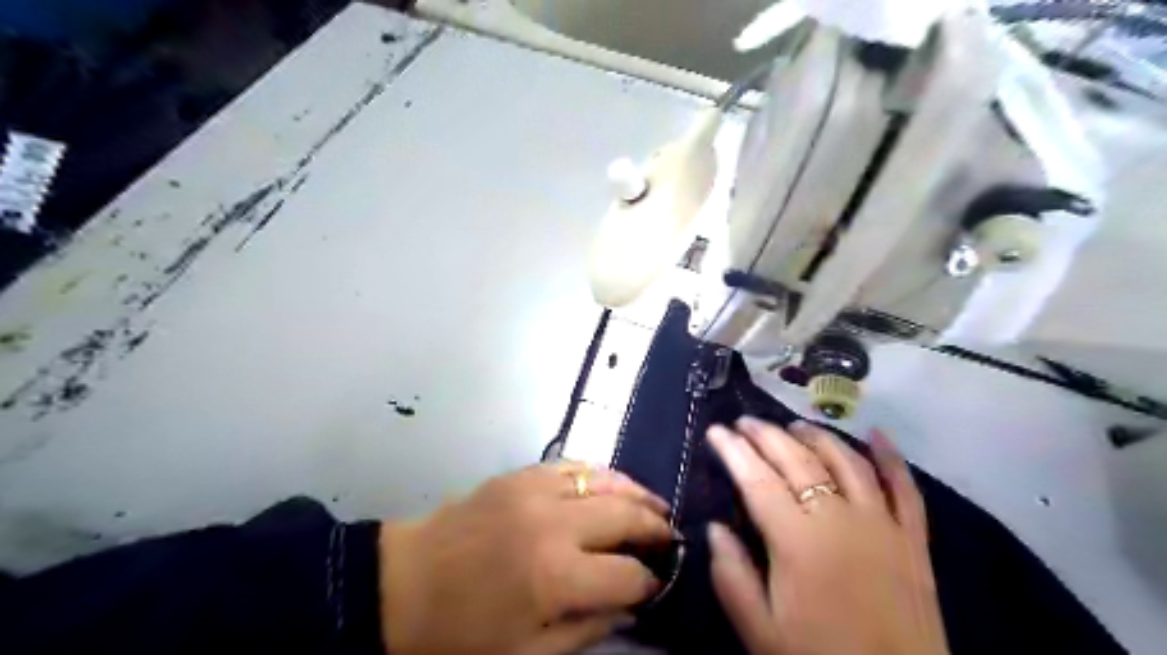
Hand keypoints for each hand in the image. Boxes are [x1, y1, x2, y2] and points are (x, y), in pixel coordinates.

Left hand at [383, 460, 674, 654]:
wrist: (402, 584)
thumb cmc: (461, 634)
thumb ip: (587, 630)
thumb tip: (630, 605)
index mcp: (555, 577)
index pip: (628, 574)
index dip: (650, 582)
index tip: (658, 585)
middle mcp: (554, 524)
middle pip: (626, 516)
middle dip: (656, 528)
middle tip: (671, 538)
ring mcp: (536, 490)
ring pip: (606, 480)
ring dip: (637, 493)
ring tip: (656, 506)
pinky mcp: (520, 474)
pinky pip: (574, 465)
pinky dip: (601, 474)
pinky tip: (613, 484)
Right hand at [706, 418, 951, 654]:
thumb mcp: (760, 629)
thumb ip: (731, 575)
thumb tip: (714, 528)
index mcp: (797, 540)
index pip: (757, 479)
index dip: (733, 451)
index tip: (715, 431)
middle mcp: (839, 518)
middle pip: (798, 460)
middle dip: (767, 435)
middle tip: (745, 421)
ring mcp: (881, 524)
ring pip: (846, 461)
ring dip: (817, 436)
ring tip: (793, 425)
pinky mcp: (913, 539)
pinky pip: (904, 488)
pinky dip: (891, 457)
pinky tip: (877, 434)